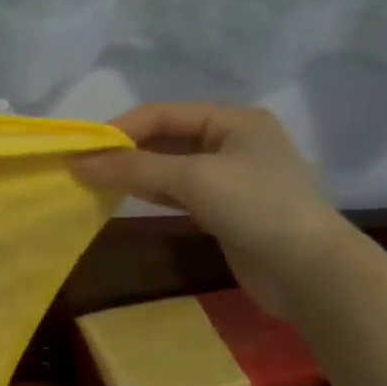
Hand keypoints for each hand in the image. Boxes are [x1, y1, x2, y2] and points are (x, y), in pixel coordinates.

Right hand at [72, 104, 351, 316]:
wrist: (308, 270)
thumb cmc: (255, 207)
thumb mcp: (192, 179)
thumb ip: (134, 167)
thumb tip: (78, 162)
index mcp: (233, 120)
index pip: (163, 114)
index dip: (121, 128)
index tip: (82, 149)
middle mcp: (232, 141)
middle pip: (166, 138)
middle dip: (126, 151)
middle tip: (84, 167)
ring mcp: (229, 177)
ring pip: (169, 166)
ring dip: (135, 172)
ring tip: (96, 182)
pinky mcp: (224, 208)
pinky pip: (178, 191)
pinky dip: (151, 192)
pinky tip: (126, 197)